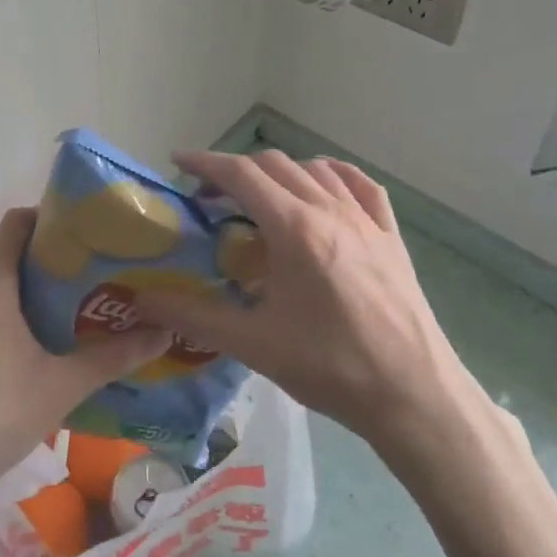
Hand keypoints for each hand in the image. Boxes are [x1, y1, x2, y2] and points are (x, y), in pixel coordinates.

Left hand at [0, 207, 170, 506]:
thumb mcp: (62, 386)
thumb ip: (112, 357)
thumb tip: (163, 333)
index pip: (16, 223)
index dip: (50, 217)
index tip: (87, 232)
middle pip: (8, 251)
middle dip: (51, 256)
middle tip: (94, 270)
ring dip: (31, 286)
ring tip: (75, 303)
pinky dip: (11, 310)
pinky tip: (39, 340)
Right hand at [133, 151, 482, 458]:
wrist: (413, 394)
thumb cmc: (331, 367)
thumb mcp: (254, 344)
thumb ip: (194, 316)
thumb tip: (143, 299)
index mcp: (294, 228)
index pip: (241, 174)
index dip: (206, 163)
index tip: (179, 162)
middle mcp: (330, 209)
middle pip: (274, 166)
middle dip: (236, 172)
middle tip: (211, 200)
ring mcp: (366, 220)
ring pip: (315, 170)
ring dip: (280, 174)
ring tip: (261, 200)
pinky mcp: (391, 236)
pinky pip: (360, 186)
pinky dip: (332, 176)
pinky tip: (324, 189)